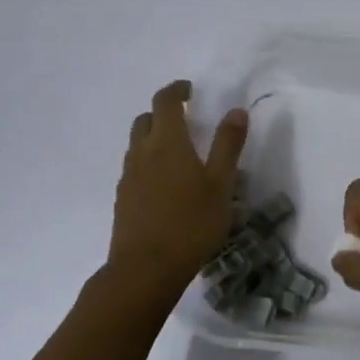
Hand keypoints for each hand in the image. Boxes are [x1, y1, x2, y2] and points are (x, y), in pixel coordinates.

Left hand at [108, 80, 246, 291]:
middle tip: (186, 120)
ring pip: (137, 144)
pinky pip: (134, 168)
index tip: (190, 90)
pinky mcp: (123, 199)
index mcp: (168, 142)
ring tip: (179, 154)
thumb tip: (236, 110)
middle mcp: (142, 152)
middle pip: (145, 119)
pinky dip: (148, 163)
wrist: (145, 269)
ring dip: (154, 138)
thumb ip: (228, 145)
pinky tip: (166, 185)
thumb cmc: (191, 223)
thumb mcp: (221, 184)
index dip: (176, 90)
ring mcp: (129, 177)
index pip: (165, 101)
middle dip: (163, 113)